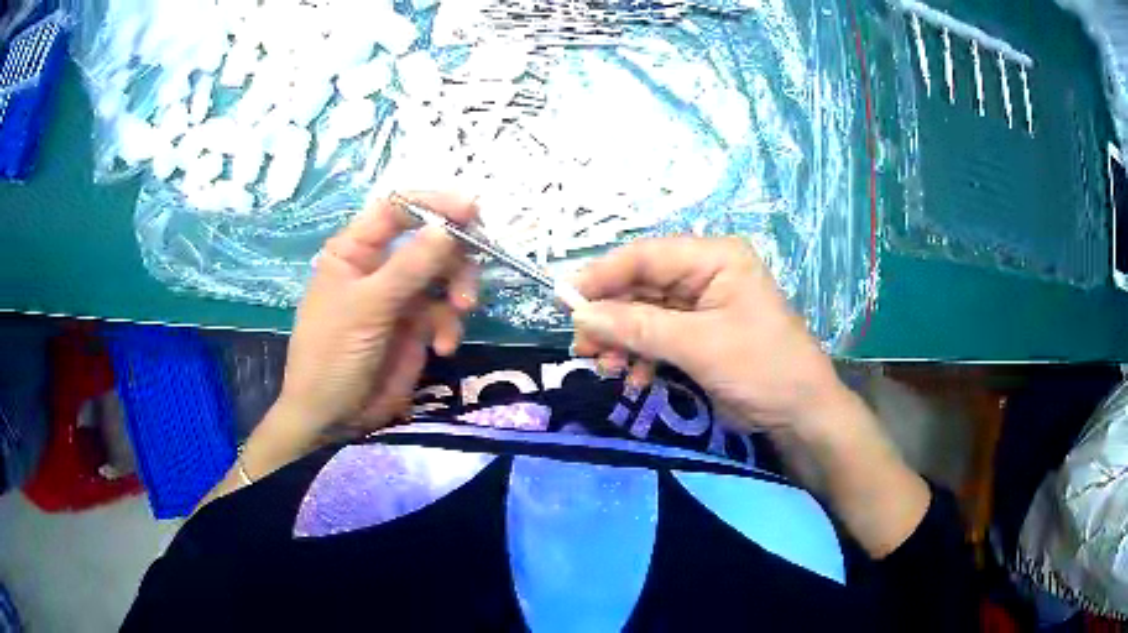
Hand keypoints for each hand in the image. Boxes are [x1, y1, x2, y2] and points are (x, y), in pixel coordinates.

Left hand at [271, 192, 477, 446]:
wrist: (332, 418)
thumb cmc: (331, 355)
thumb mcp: (367, 308)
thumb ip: (409, 267)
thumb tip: (449, 227)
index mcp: (355, 249)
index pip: (397, 209)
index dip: (434, 204)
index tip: (471, 211)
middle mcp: (381, 265)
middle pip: (431, 240)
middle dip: (455, 257)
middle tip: (471, 273)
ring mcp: (400, 296)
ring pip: (446, 274)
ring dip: (459, 291)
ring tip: (460, 314)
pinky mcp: (417, 326)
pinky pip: (446, 312)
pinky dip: (451, 326)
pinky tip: (443, 348)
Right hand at [571, 236, 846, 435]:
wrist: (801, 415)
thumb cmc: (762, 368)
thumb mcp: (699, 345)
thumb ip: (638, 327)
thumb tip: (580, 314)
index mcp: (714, 257)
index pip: (646, 256)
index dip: (602, 275)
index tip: (564, 301)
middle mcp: (705, 273)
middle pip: (641, 285)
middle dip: (610, 317)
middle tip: (582, 347)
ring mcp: (701, 305)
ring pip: (644, 313)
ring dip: (622, 340)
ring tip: (605, 369)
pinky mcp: (699, 335)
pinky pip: (657, 336)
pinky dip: (640, 356)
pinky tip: (632, 378)